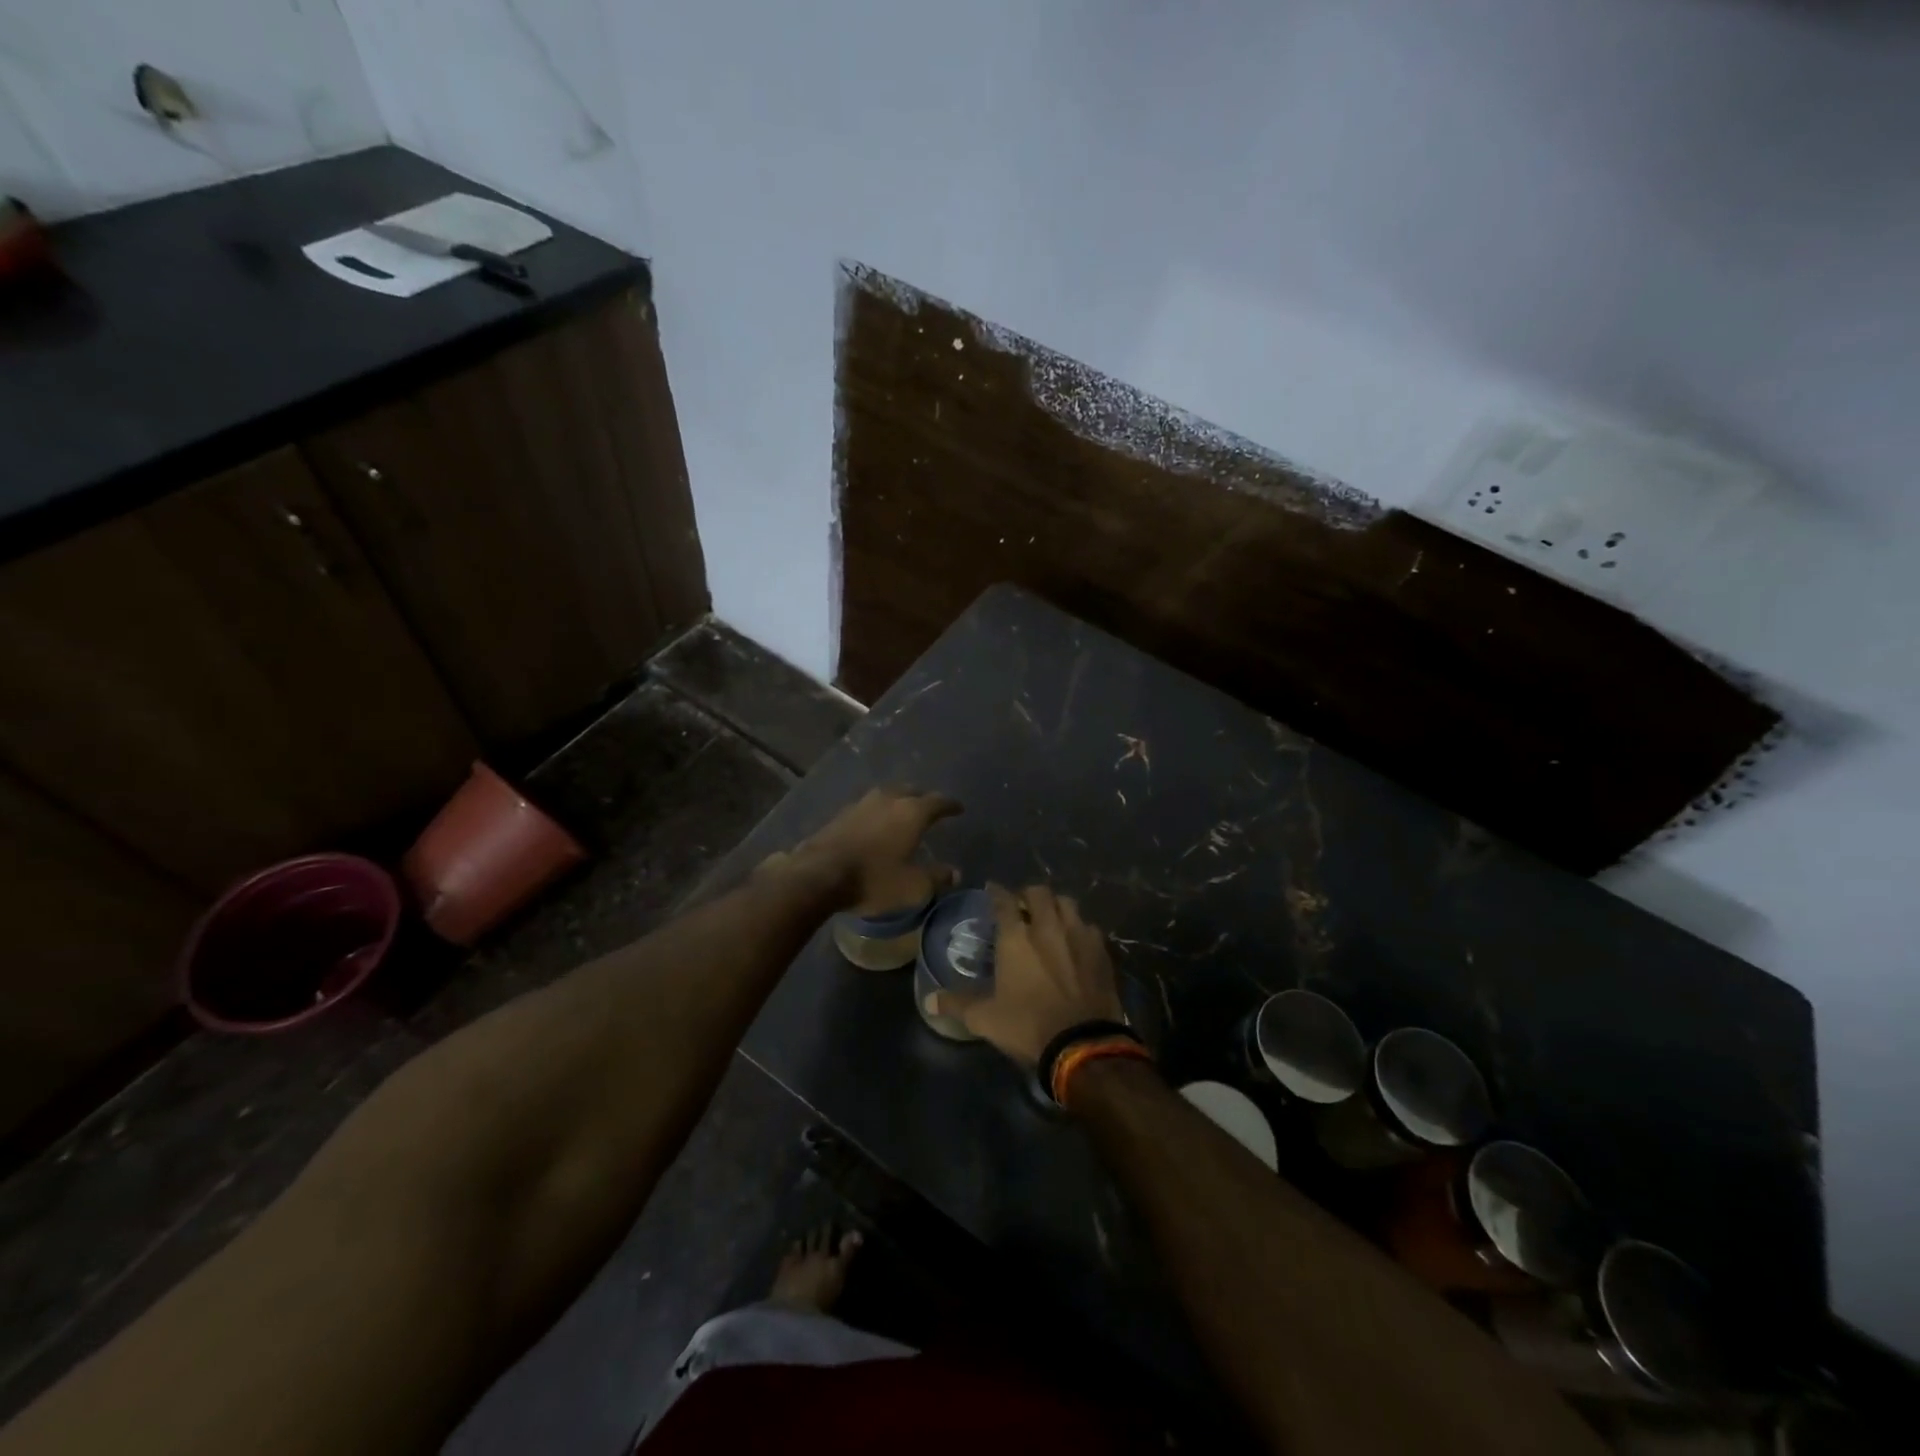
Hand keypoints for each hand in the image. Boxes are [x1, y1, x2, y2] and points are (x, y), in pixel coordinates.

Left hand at [771, 786, 961, 912]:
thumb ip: (937, 878)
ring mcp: (862, 804)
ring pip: (887, 795)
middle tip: (930, 808)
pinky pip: (868, 807)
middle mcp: (888, 799)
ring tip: (903, 812)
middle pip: (911, 791)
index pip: (938, 801)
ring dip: (898, 801)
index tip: (959, 808)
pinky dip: (878, 812)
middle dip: (923, 798)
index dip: (950, 805)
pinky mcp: (841, 814)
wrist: (819, 875)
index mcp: (912, 812)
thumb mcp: (913, 887)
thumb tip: (955, 873)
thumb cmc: (874, 879)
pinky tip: (876, 824)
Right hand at [928, 884, 1124, 1065]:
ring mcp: (1078, 935)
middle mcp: (1047, 927)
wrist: (1083, 1044)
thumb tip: (929, 1001)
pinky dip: (1080, 928)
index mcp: (1016, 938)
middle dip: (1028, 894)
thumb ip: (957, 1004)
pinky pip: (1090, 927)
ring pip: (1067, 904)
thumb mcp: (985, 1018)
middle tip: (1022, 905)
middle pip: (1039, 893)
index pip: (1004, 901)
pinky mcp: (1101, 951)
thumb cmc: (1028, 1026)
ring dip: (1056, 906)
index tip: (992, 889)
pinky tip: (1077, 941)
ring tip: (1050, 917)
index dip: (997, 892)